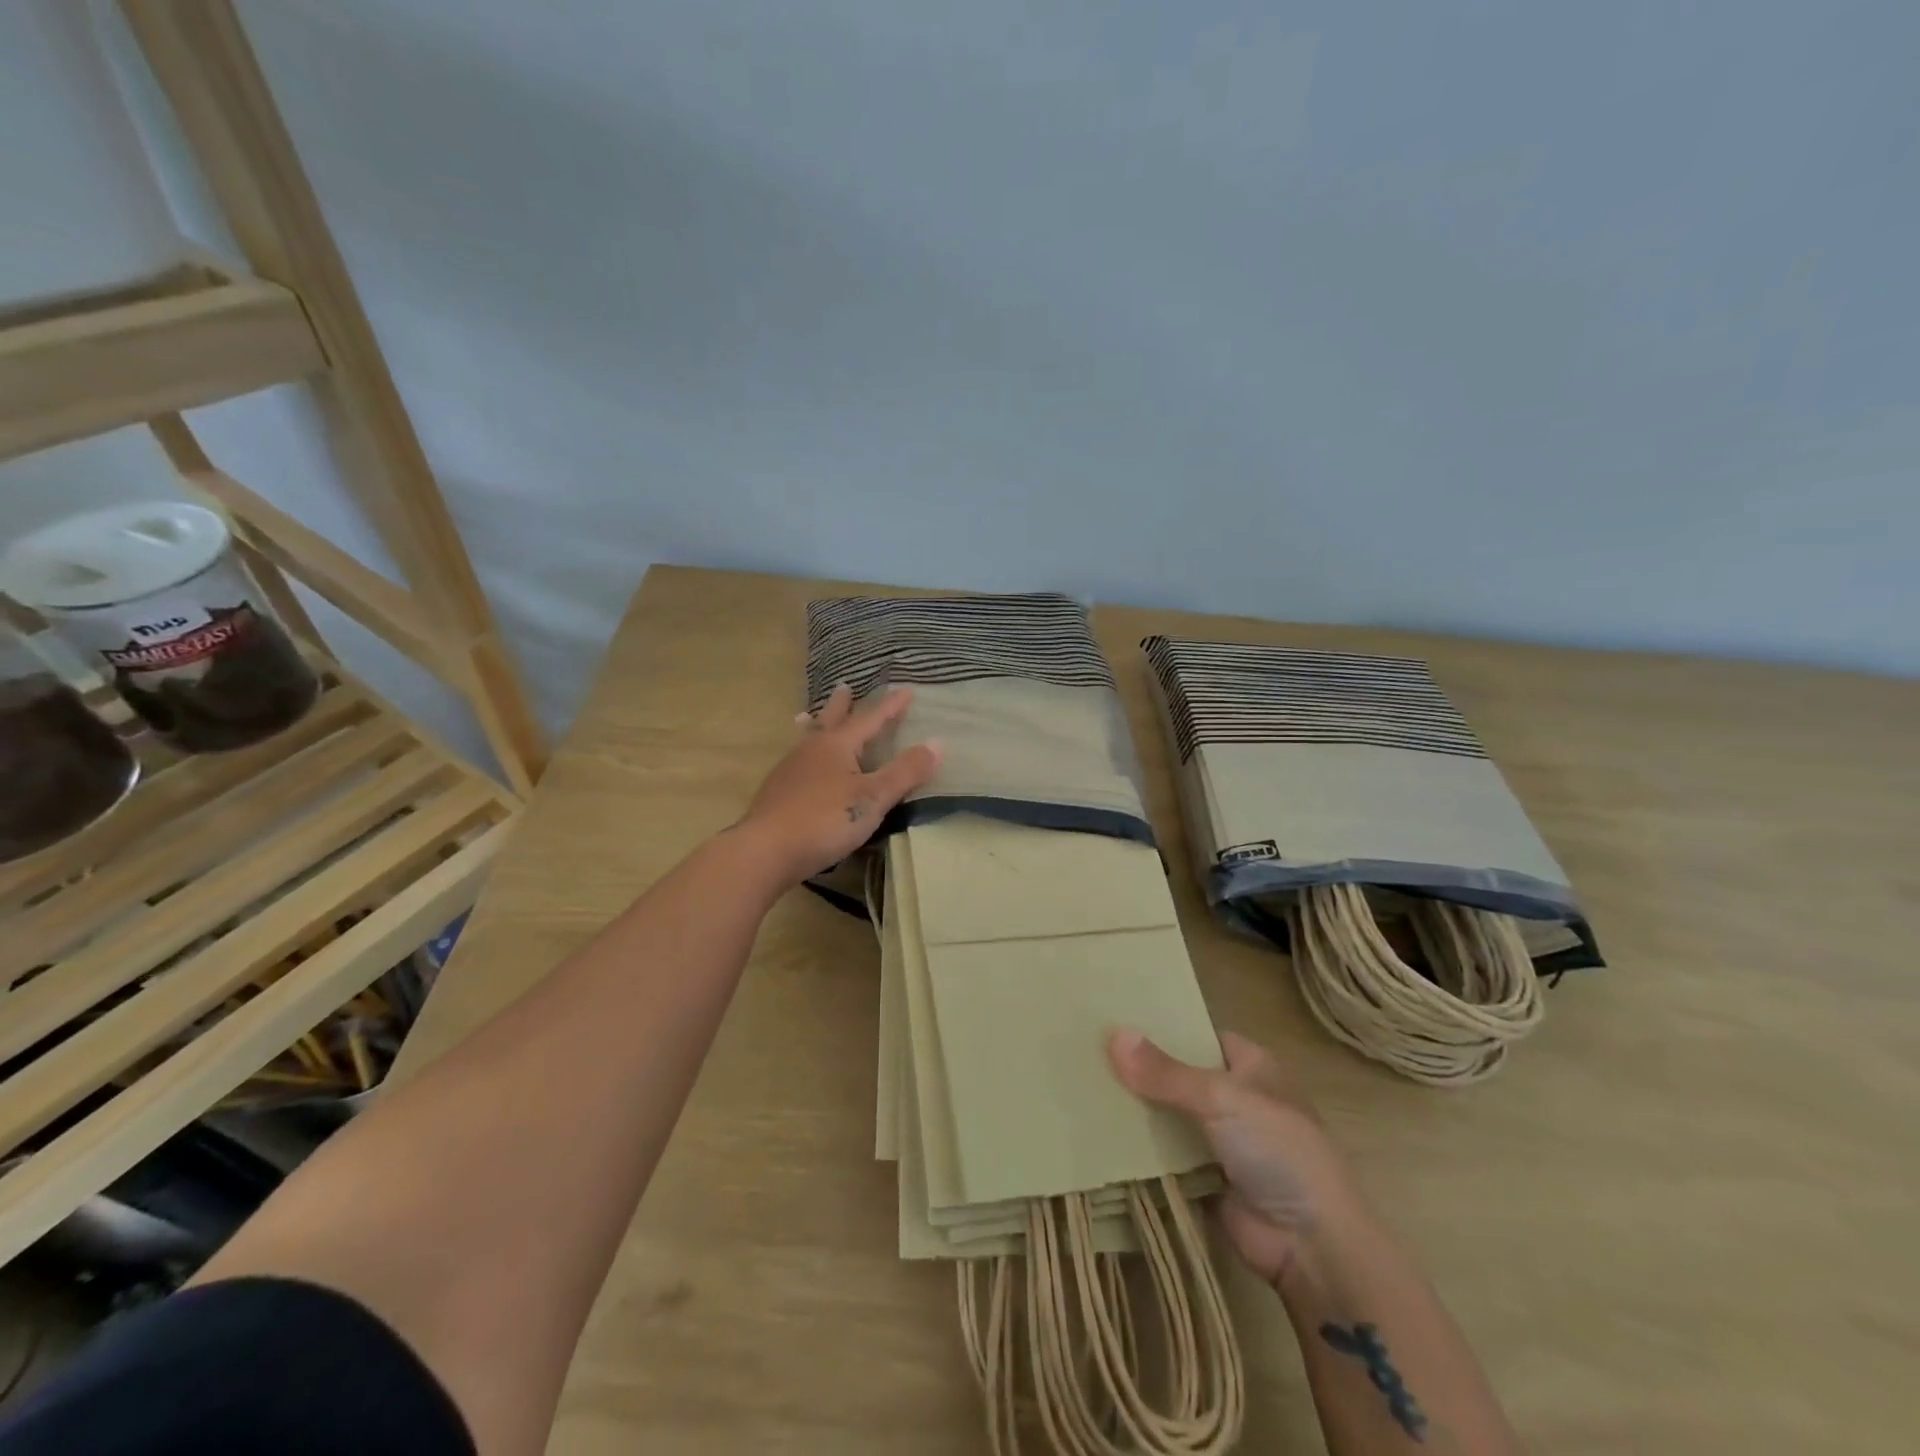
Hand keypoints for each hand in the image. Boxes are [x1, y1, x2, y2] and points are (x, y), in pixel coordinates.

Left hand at [735, 684, 942, 883]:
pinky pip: (798, 761)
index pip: (870, 719)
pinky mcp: (778, 793)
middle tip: (844, 686)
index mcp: (837, 745)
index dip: (890, 707)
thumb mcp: (873, 798)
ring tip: (813, 719)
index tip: (907, 690)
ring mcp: (790, 770)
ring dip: (818, 725)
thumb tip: (938, 743)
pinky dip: (807, 753)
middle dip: (842, 705)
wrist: (765, 850)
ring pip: (809, 739)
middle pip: (830, 720)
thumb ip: (905, 772)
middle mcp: (811, 750)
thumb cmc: (825, 820)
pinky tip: (803, 768)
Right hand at [1109, 1029, 1365, 1286]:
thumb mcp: (1221, 1099)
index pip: (1197, 1033)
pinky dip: (1137, 1146)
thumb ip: (1166, 1072)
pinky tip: (1095, 1130)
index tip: (1113, 1015)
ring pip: (1167, 1113)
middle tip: (1084, 1050)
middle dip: (1139, 1067)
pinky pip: (1163, 1153)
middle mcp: (1235, 1097)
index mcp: (1250, 1065)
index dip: (1161, 1025)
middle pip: (1177, 1074)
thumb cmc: (1278, 1151)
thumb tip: (1113, 1035)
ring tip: (1080, 1084)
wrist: (1310, 1247)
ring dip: (1135, 1108)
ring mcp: (1218, 1140)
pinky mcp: (1203, 1177)